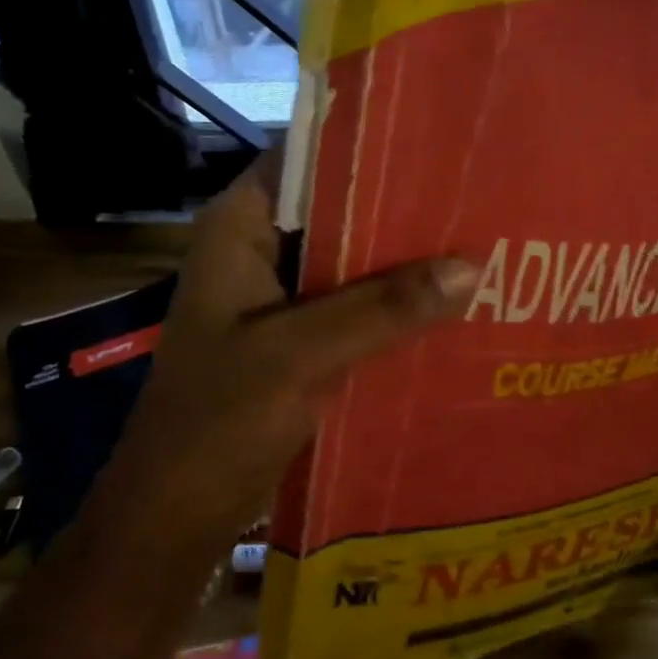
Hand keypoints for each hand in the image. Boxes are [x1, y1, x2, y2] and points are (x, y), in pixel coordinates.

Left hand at [97, 154, 478, 551]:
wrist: (175, 513)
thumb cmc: (216, 422)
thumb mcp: (299, 356)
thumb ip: (382, 309)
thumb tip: (472, 266)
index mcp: (242, 228)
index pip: (309, 157)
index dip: (372, 146)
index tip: (442, 145)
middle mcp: (261, 250)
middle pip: (339, 211)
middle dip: (402, 210)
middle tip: (479, 199)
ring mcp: (280, 298)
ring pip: (351, 263)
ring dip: (403, 263)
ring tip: (482, 246)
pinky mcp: (298, 341)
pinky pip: (354, 310)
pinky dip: (393, 309)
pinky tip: (450, 309)